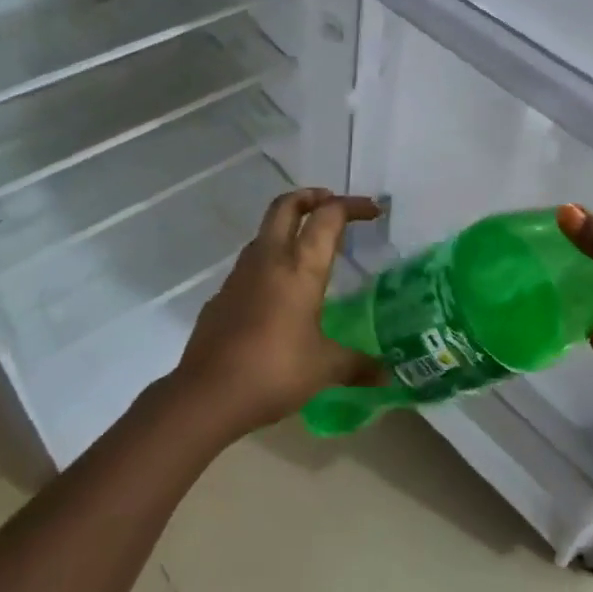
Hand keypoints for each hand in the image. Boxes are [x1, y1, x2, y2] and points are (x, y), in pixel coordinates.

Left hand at [170, 188, 381, 440]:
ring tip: (308, 248)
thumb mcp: (324, 368)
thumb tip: (386, 374)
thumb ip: (357, 365)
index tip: (373, 210)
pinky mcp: (222, 295)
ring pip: (264, 232)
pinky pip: (250, 265)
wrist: (207, 394)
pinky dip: (269, 262)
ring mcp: (240, 275)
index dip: (352, 206)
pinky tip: (279, 293)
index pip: (328, 217)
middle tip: (331, 204)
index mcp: (301, 267)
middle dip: (311, 197)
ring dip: (287, 227)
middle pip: (286, 206)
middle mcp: (269, 259)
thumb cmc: (274, 371)